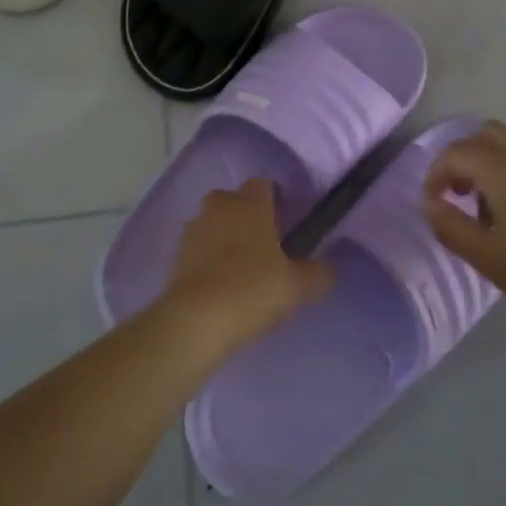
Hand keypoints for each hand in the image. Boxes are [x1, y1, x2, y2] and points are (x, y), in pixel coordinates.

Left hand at [163, 180, 333, 351]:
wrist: (197, 320)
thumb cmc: (252, 290)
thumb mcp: (297, 286)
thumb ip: (318, 273)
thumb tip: (329, 267)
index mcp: (250, 203)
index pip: (264, 184)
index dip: (276, 199)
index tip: (287, 222)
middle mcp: (220, 205)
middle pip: (235, 200)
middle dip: (247, 215)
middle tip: (265, 245)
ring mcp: (194, 228)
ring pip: (214, 222)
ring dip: (225, 236)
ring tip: (241, 268)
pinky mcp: (176, 254)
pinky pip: (198, 247)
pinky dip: (208, 258)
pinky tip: (220, 284)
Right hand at [421, 121, 505, 331]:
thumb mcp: (486, 256)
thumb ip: (449, 225)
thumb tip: (430, 203)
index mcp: (501, 168)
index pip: (454, 153)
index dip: (435, 175)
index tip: (433, 205)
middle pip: (480, 136)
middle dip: (460, 160)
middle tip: (456, 195)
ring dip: (486, 161)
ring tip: (485, 202)